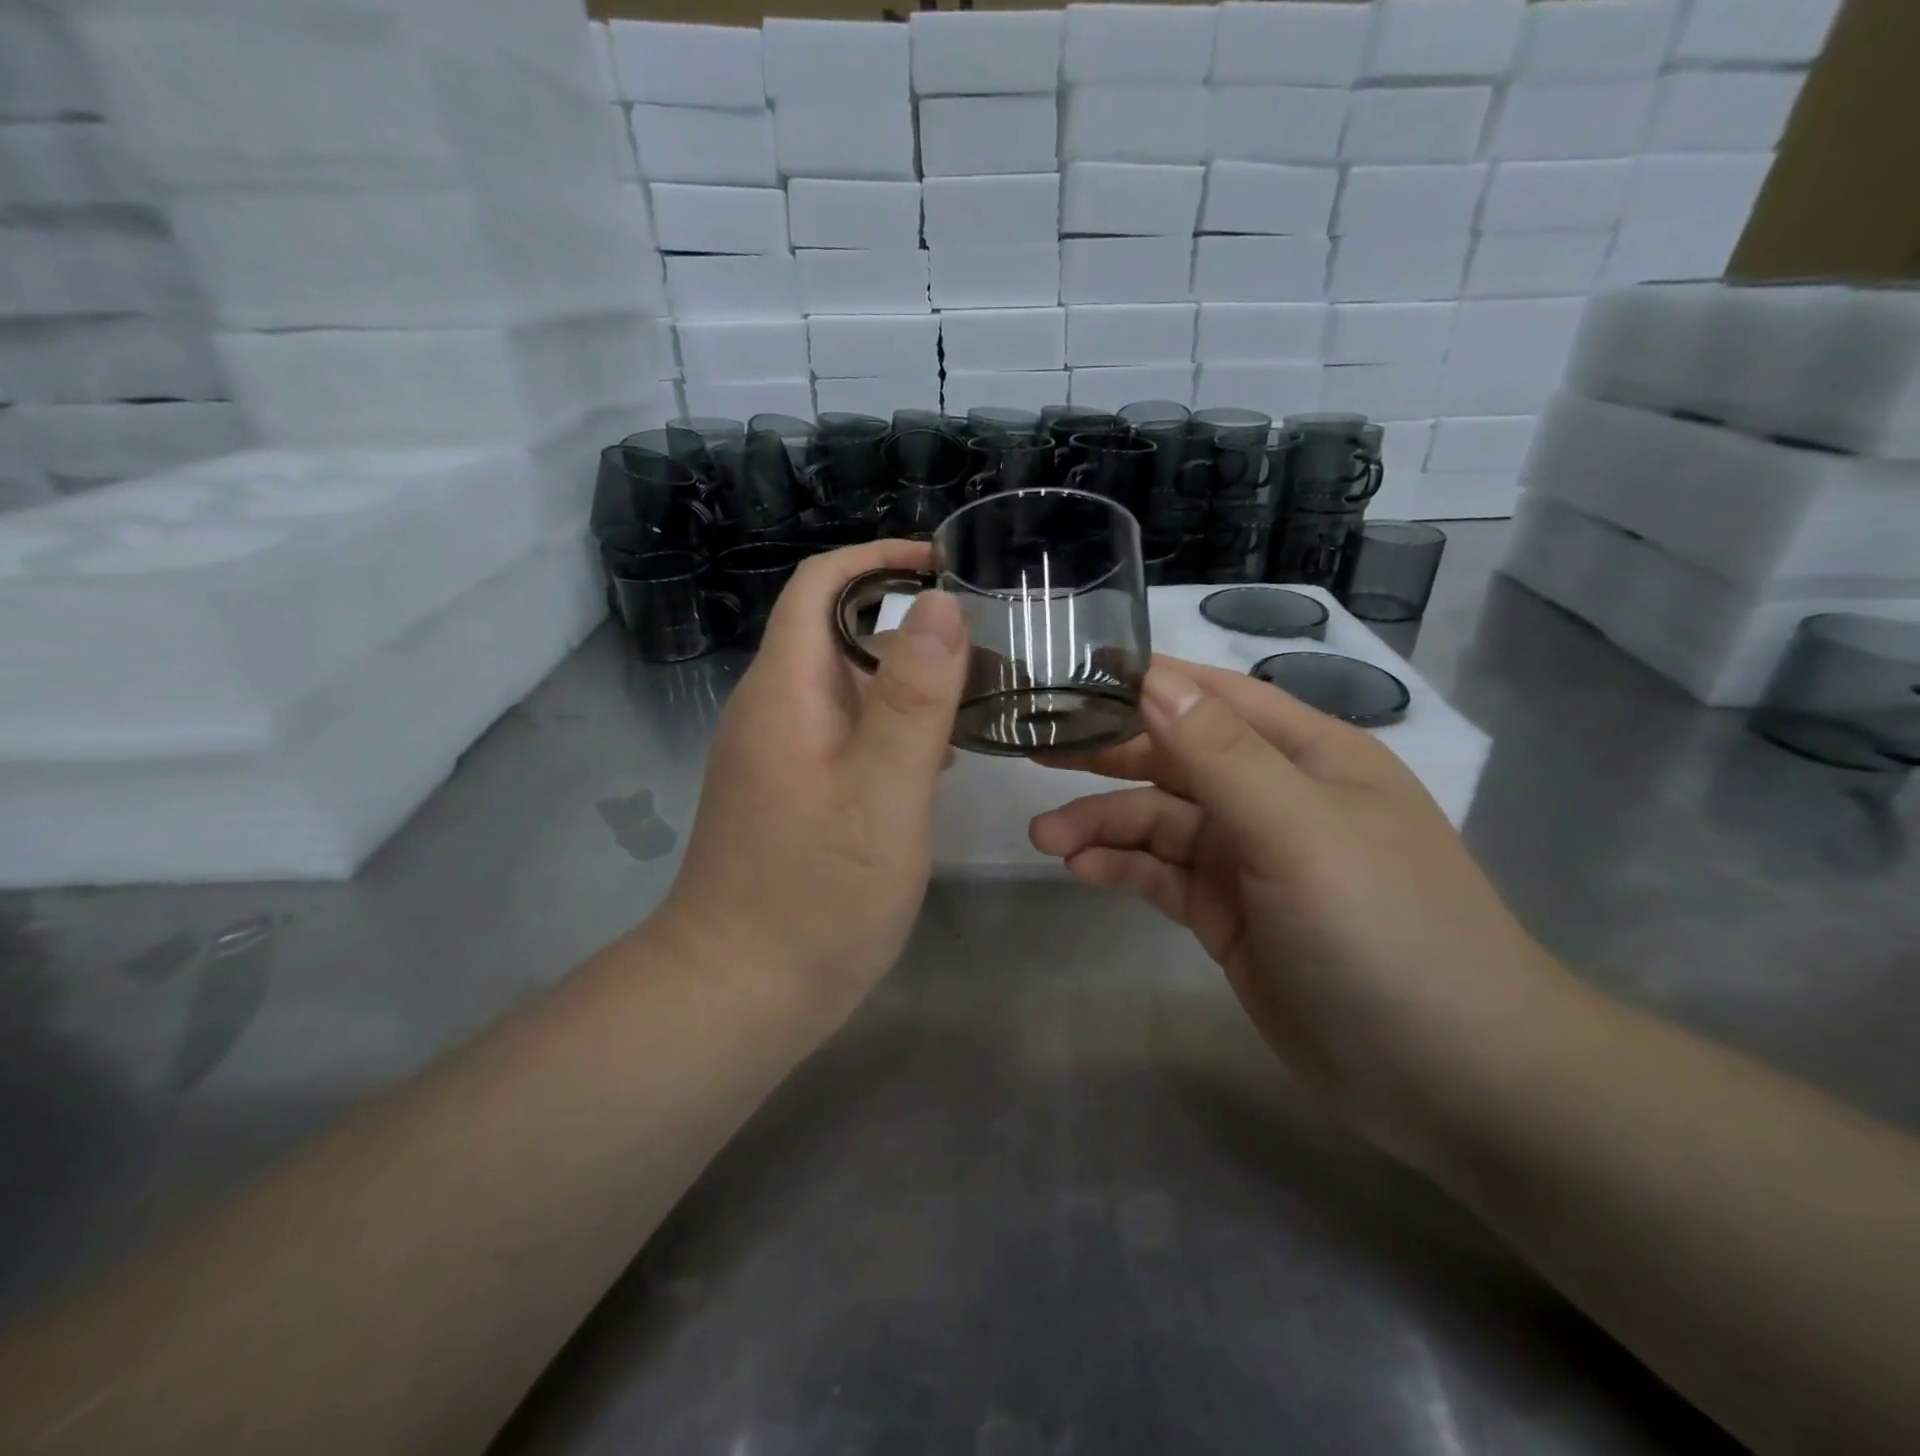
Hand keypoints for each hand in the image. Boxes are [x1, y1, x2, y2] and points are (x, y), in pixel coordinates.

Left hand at [656, 540, 968, 1015]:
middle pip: (835, 633)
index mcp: (786, 691)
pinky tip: (936, 758)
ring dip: (905, 679)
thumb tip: (938, 603)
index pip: (820, 586)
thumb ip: (913, 697)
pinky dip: (891, 727)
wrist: (740, 992)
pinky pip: (844, 734)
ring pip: (845, 688)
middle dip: (906, 624)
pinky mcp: (790, 794)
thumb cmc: (816, 893)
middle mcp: (773, 711)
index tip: (943, 564)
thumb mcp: (882, 792)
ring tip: (976, 697)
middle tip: (984, 646)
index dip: (877, 559)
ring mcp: (778, 756)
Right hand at [1029, 659, 1569, 1168]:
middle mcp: (1274, 795)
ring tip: (1044, 836)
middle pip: (1175, 757)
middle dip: (1107, 755)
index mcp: (1305, 753)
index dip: (1142, 684)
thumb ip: (1222, 755)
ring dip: (1102, 822)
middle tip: (1034, 752)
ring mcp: (1249, 858)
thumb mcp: (1300, 831)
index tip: (1067, 680)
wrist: (1451, 1078)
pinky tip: (1081, 869)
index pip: (1210, 696)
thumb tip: (1152, 681)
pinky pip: (1162, 875)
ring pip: (1160, 821)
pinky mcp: (1229, 914)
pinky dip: (1121, 867)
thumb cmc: (1385, 930)